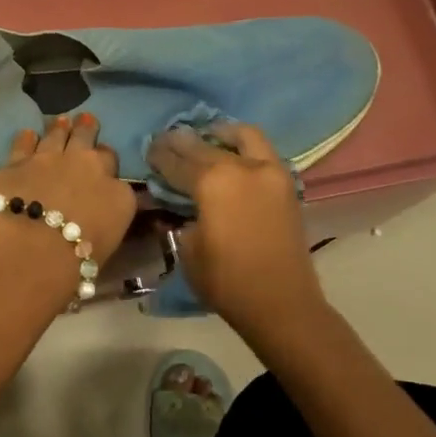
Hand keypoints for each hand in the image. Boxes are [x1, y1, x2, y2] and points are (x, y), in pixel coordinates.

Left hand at [0, 113, 135, 269]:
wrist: (29, 251)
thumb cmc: (74, 264)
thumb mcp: (106, 247)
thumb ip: (105, 224)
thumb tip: (100, 220)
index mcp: (118, 194)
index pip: (118, 177)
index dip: (109, 171)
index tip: (104, 172)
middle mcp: (90, 168)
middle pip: (92, 144)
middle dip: (89, 132)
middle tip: (87, 122)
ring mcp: (53, 159)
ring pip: (60, 134)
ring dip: (62, 127)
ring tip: (63, 120)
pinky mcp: (19, 161)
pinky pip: (25, 142)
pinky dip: (27, 138)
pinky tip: (28, 134)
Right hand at [148, 122, 325, 336]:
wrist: (281, 303)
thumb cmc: (226, 281)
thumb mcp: (188, 249)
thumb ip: (180, 217)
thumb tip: (176, 204)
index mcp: (213, 182)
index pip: (177, 161)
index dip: (160, 155)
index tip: (148, 148)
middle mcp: (242, 167)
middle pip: (205, 145)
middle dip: (183, 142)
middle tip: (167, 140)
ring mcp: (269, 171)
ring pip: (243, 136)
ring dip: (221, 133)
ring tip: (206, 137)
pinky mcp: (286, 183)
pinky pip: (262, 151)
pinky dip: (244, 146)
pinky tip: (231, 155)